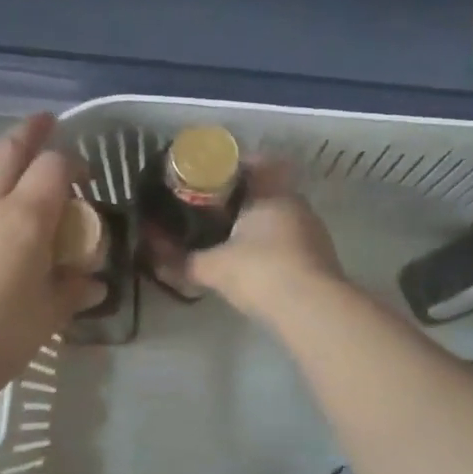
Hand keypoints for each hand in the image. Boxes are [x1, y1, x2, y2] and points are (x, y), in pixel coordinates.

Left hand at [0, 114, 99, 386]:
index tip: (86, 179)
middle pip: (9, 149)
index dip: (74, 163)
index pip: (54, 166)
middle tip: (46, 124)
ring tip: (9, 157)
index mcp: (25, 216)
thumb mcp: (51, 312)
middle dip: (31, 132)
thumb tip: (93, 282)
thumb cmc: (3, 334)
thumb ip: (74, 287)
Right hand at [187, 164, 344, 322]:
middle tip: (211, 210)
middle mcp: (296, 204)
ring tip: (228, 238)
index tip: (207, 179)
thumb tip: (152, 255)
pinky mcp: (320, 258)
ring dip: (257, 224)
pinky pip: (289, 241)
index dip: (230, 168)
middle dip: (240, 199)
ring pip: (279, 217)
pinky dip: (271, 247)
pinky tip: (254, 264)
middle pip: (266, 190)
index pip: (254, 163)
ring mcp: (312, 231)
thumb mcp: (213, 267)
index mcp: (271, 193)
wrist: (313, 310)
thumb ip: (182, 261)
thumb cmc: (260, 272)